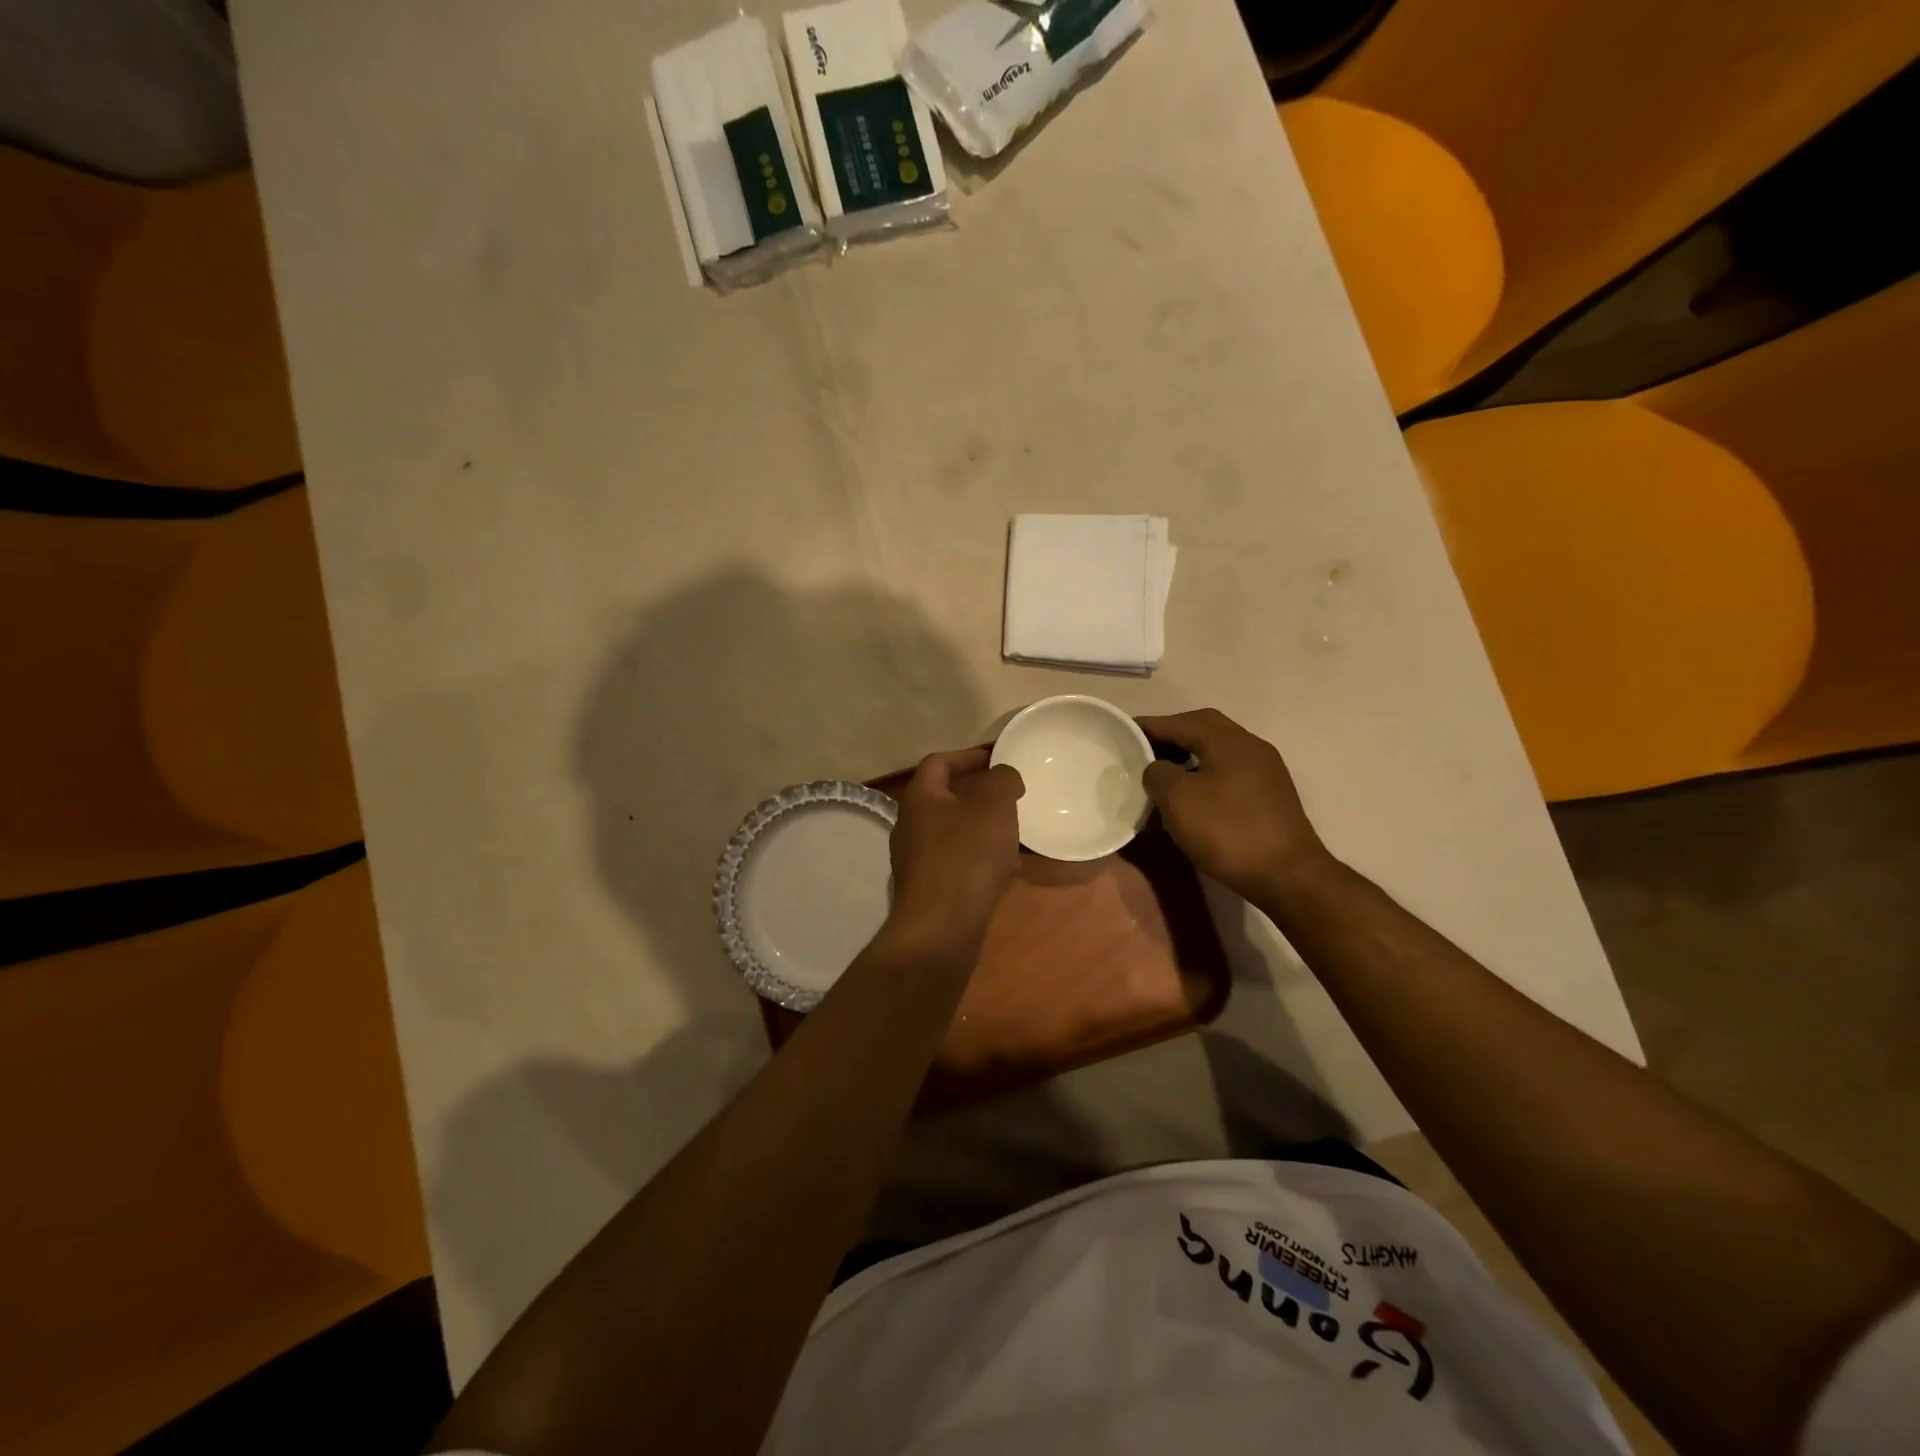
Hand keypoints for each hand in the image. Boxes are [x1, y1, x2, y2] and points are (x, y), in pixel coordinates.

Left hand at [885, 747, 1023, 967]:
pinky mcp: (927, 889)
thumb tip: (1003, 776)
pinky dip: (979, 858)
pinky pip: (957, 862)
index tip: (997, 759)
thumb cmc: (967, 856)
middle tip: (1009, 796)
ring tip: (1012, 831)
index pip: (939, 762)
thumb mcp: (994, 805)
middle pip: (945, 798)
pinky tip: (1005, 868)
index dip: (969, 756)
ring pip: (953, 832)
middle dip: (978, 794)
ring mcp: (915, 860)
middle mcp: (910, 825)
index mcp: (920, 797)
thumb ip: (1002, 780)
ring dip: (981, 828)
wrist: (941, 928)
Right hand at [1138, 708, 1332, 906]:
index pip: (1179, 722)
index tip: (1122, 732)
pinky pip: (1229, 773)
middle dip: (1171, 737)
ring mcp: (1265, 771)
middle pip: (1202, 730)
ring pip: (1217, 752)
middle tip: (1142, 751)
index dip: (1148, 726)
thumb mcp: (1178, 799)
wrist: (1287, 875)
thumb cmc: (1227, 830)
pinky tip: (1190, 799)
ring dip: (1187, 758)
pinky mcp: (1270, 796)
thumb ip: (1158, 773)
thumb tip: (1157, 768)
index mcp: (1227, 740)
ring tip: (1161, 776)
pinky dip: (1204, 776)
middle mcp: (1249, 746)